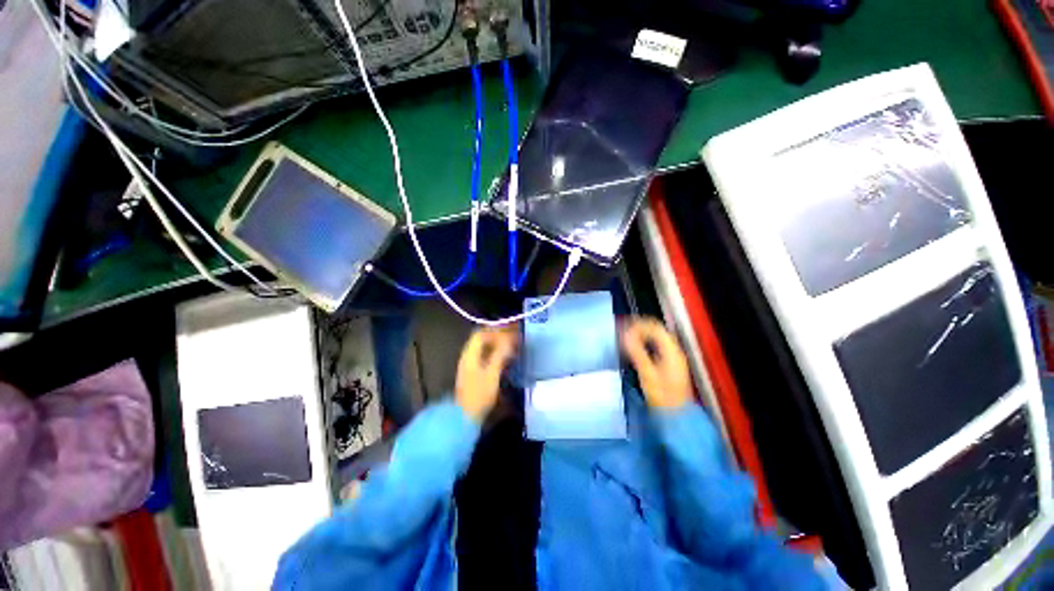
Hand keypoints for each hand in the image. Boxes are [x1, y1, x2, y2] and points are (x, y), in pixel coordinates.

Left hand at [455, 327, 518, 422]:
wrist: (465, 417)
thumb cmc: (479, 395)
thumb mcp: (492, 374)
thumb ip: (500, 355)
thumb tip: (508, 341)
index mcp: (470, 354)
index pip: (481, 334)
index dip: (495, 331)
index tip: (509, 332)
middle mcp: (468, 356)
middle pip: (482, 340)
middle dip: (497, 336)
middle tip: (512, 338)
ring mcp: (470, 365)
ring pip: (483, 348)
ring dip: (497, 345)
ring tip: (511, 347)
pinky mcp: (473, 373)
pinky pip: (485, 356)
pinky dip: (495, 354)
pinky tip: (505, 359)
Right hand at [620, 317, 692, 409]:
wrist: (676, 416)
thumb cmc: (662, 395)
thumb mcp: (647, 373)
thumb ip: (636, 352)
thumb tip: (625, 334)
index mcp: (672, 350)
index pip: (655, 327)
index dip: (639, 325)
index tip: (624, 330)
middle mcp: (675, 350)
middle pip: (657, 331)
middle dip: (639, 329)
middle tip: (623, 332)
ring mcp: (673, 357)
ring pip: (656, 338)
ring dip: (641, 336)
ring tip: (626, 339)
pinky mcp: (669, 364)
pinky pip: (656, 346)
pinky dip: (645, 344)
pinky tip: (635, 350)